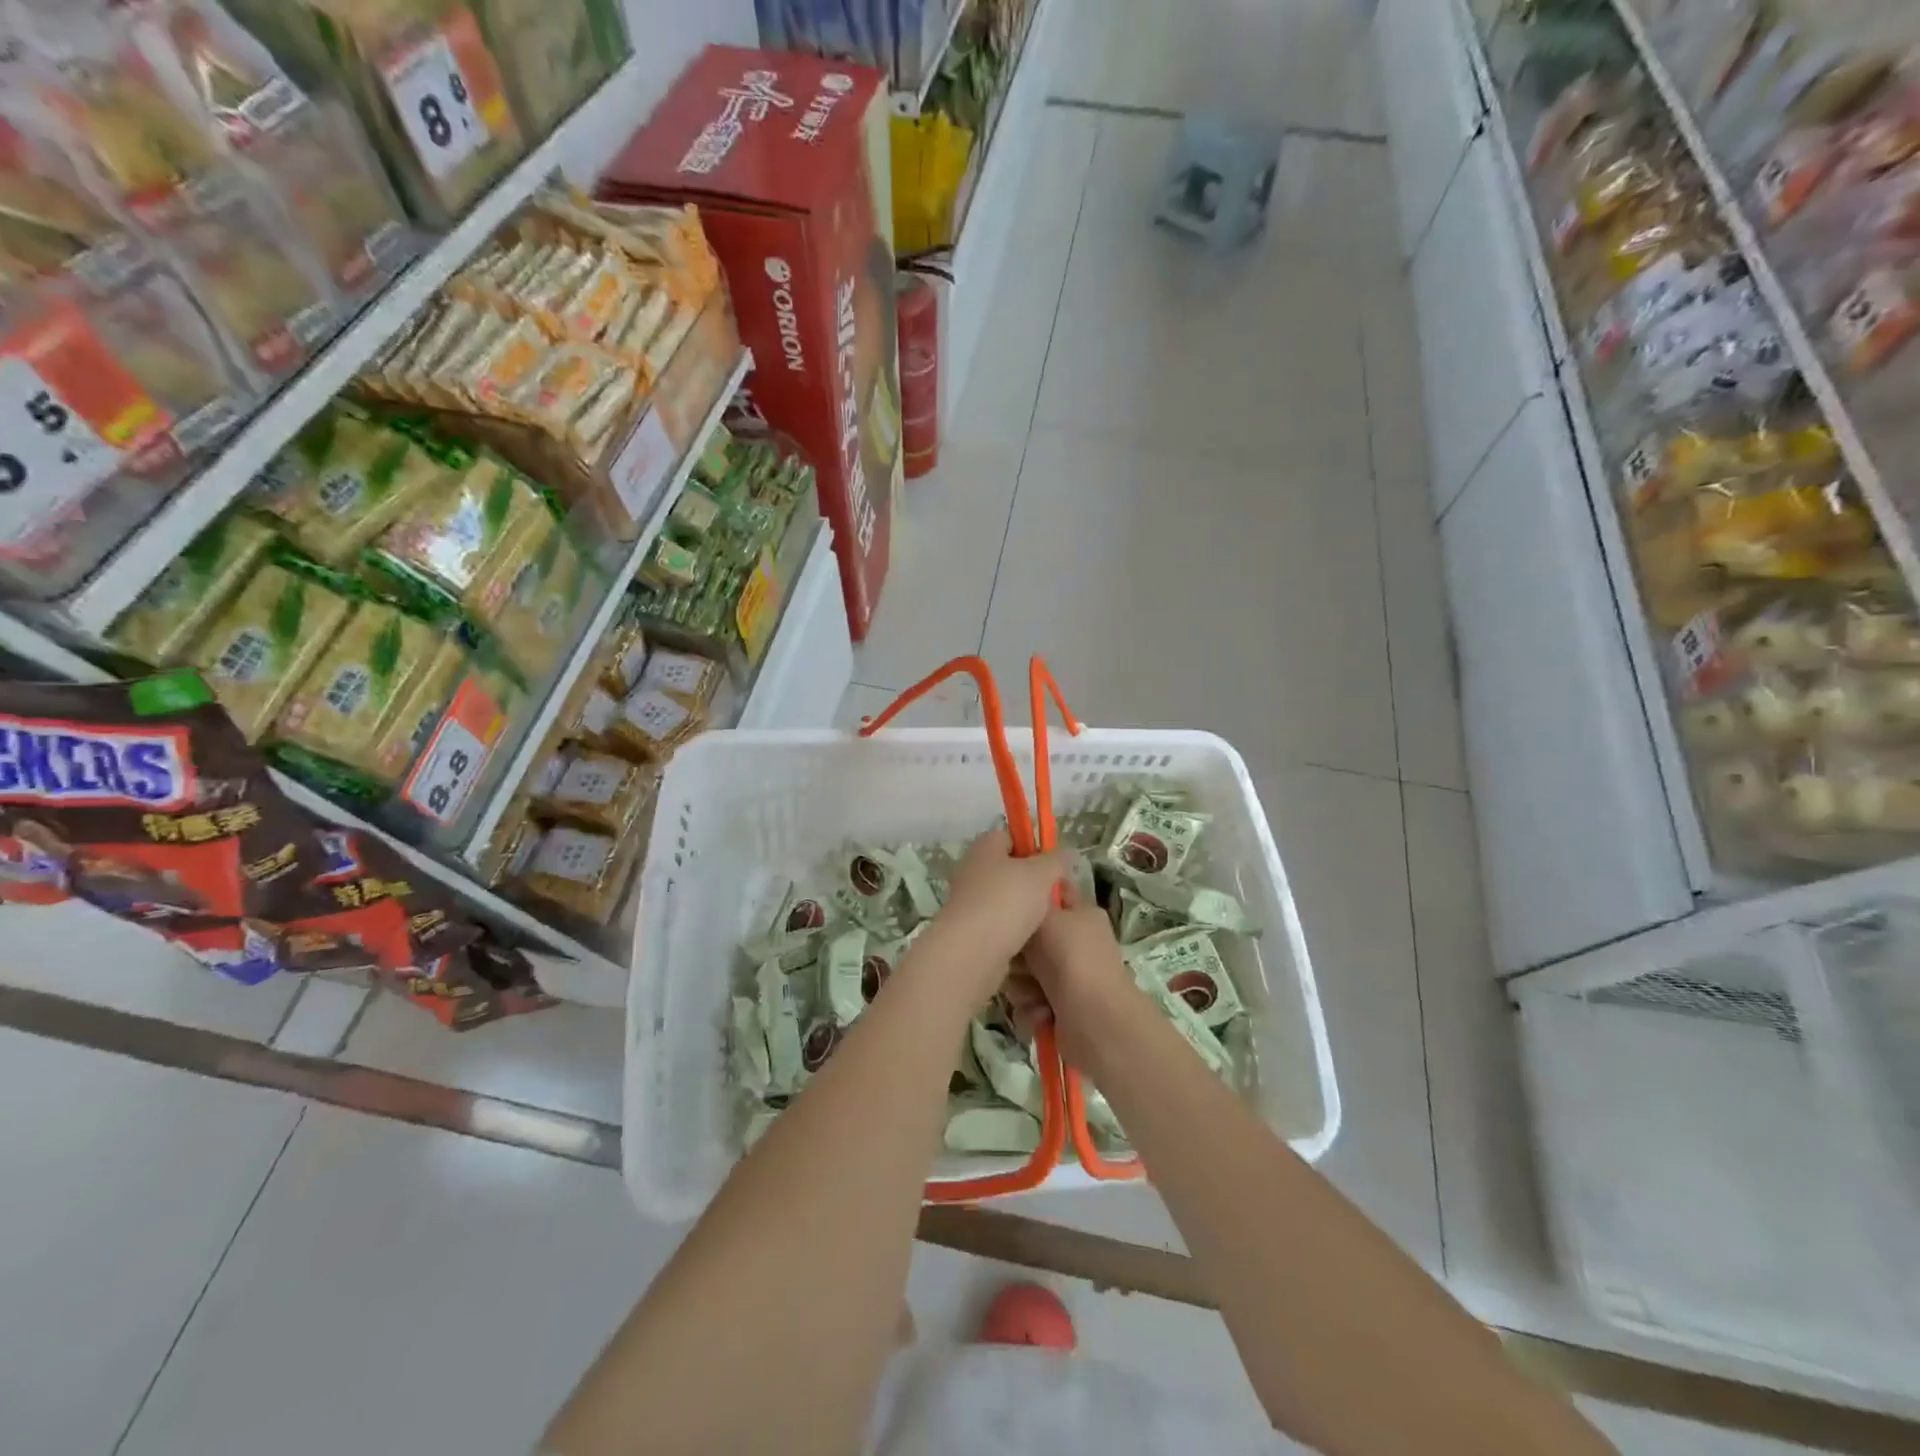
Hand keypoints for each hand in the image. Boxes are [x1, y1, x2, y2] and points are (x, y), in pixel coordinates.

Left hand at [925, 830, 1070, 995]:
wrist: (972, 950)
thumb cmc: (1008, 900)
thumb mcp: (1041, 874)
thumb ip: (1057, 861)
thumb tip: (1069, 852)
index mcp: (984, 847)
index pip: (1009, 837)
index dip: (1032, 847)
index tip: (1052, 865)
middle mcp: (972, 870)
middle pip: (1007, 869)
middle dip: (1032, 881)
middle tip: (1056, 894)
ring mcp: (968, 900)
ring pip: (1004, 898)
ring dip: (1024, 908)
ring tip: (1048, 920)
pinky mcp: (969, 929)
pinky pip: (998, 923)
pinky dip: (1013, 929)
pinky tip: (1031, 939)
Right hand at [1009, 883, 1145, 1071]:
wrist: (1095, 1020)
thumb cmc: (1071, 957)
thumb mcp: (1045, 916)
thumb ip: (1028, 902)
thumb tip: (1020, 898)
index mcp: (1081, 914)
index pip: (1052, 893)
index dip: (1030, 895)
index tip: (1009, 906)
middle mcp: (1076, 943)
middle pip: (1029, 939)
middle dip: (1017, 954)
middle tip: (1017, 960)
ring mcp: (1069, 977)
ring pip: (1024, 972)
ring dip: (1022, 985)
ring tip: (1032, 993)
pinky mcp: (1060, 1008)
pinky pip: (1029, 1001)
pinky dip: (1031, 1009)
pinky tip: (1040, 1013)